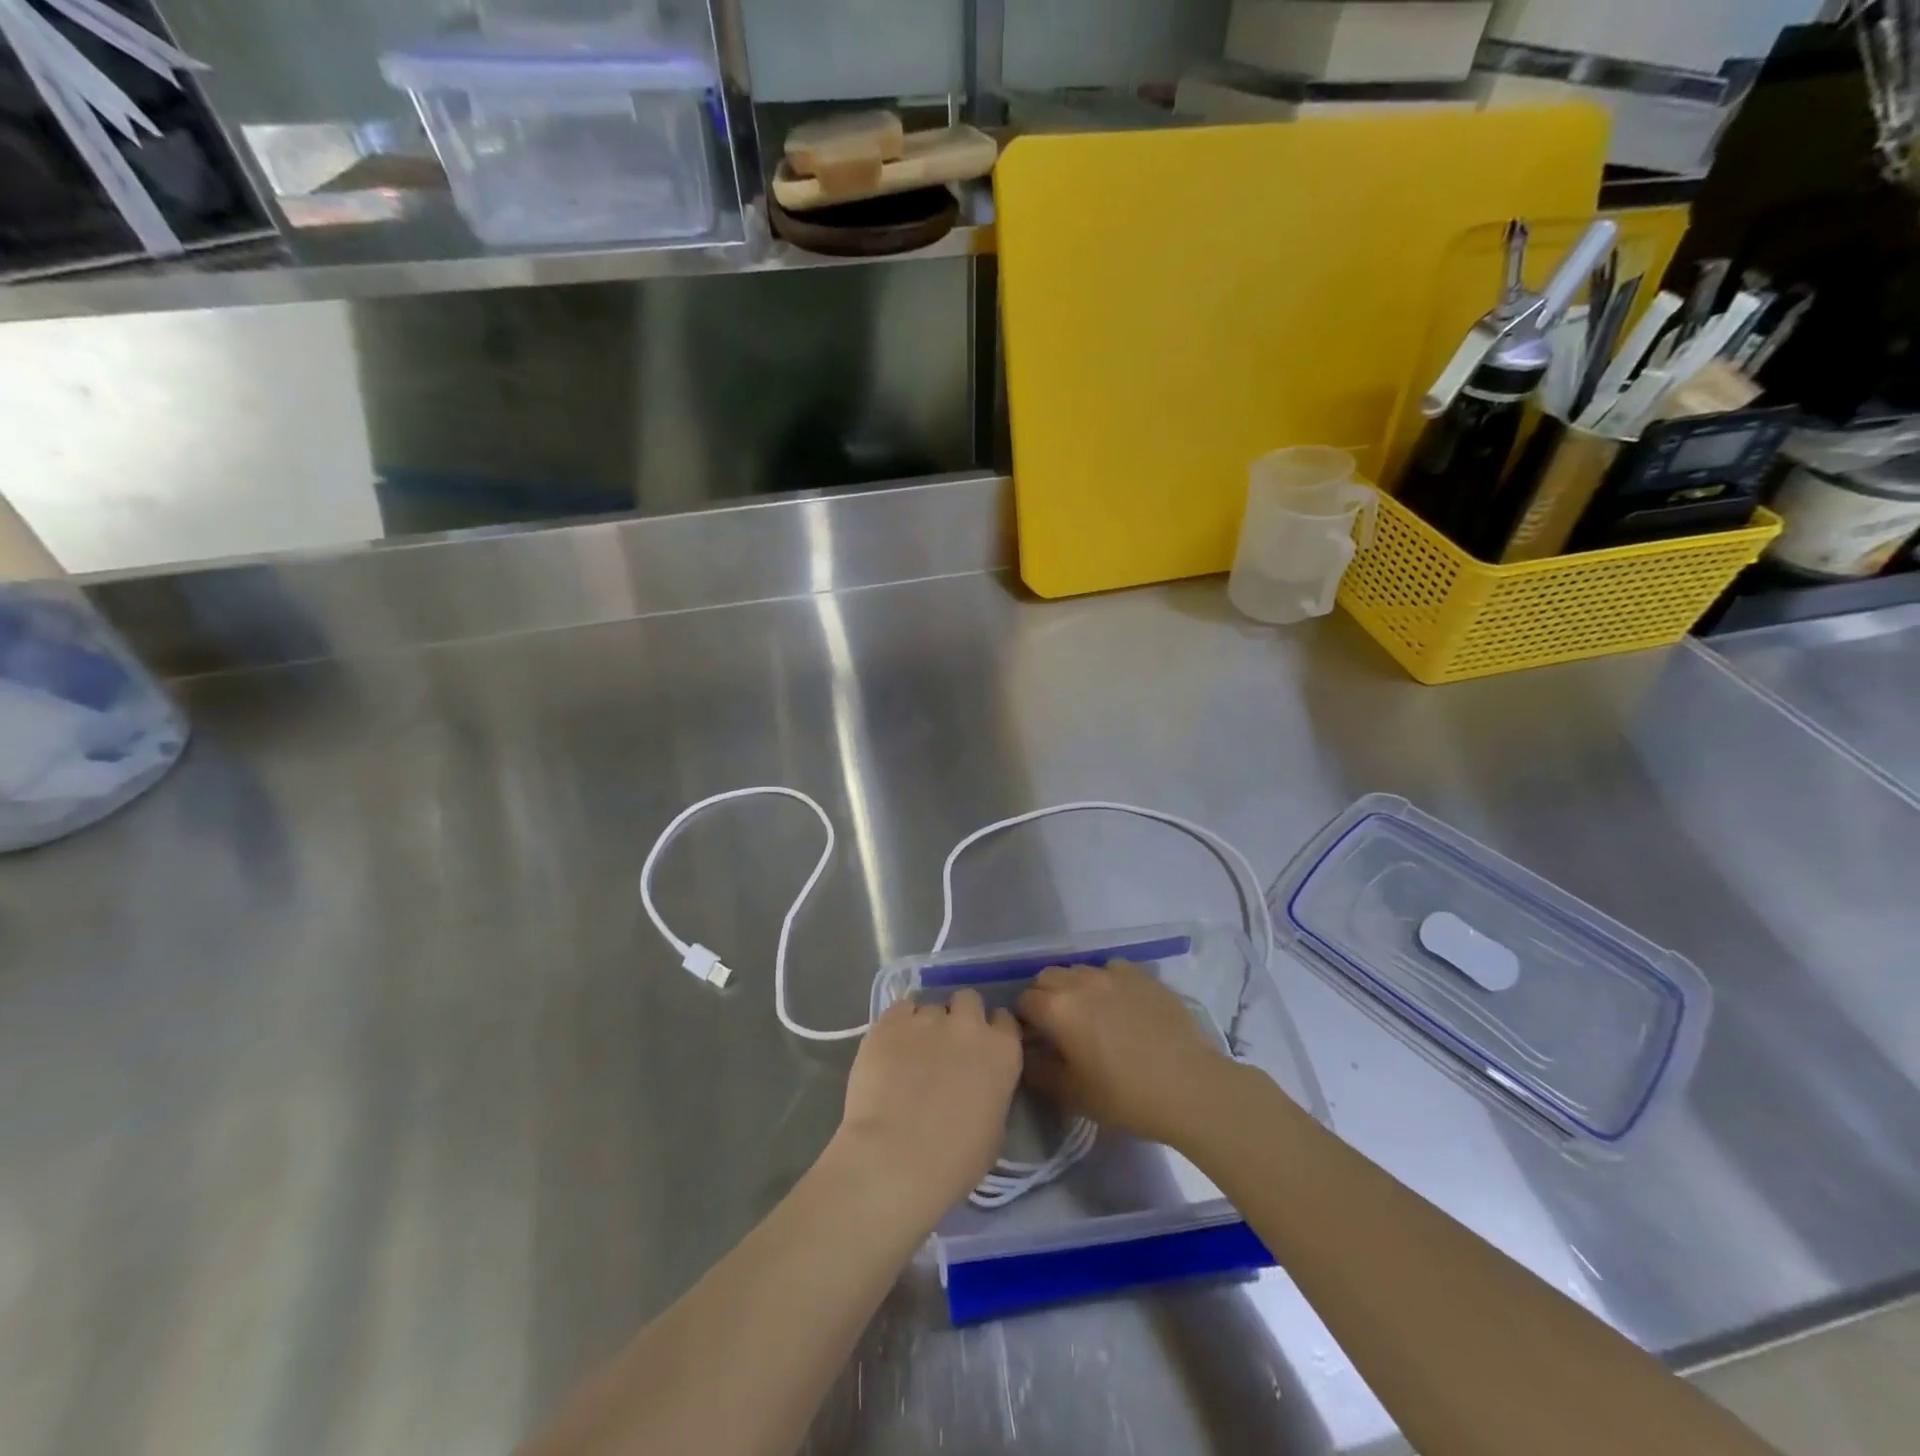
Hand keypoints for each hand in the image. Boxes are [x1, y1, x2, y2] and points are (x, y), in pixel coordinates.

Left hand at [831, 990, 1022, 1229]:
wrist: (895, 1158)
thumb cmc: (953, 1161)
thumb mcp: (994, 1132)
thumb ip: (991, 1094)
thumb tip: (978, 1087)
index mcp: (1002, 1052)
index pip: (1005, 1021)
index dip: (992, 1032)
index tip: (980, 1049)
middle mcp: (969, 1025)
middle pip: (969, 1000)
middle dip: (960, 1017)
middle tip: (946, 1046)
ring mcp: (928, 1018)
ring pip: (931, 1006)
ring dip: (926, 1024)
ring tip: (910, 1053)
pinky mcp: (891, 1021)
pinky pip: (900, 1008)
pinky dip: (898, 1023)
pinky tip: (890, 1047)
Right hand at [1017, 961, 1244, 1150]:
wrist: (1190, 1086)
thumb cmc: (1126, 1096)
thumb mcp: (1072, 1095)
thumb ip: (1039, 1072)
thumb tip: (1027, 1056)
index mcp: (1057, 1009)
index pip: (1024, 1001)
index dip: (1025, 1021)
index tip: (1036, 1041)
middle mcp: (1080, 981)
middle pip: (1047, 977)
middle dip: (1045, 997)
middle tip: (1059, 1027)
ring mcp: (1113, 974)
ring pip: (1079, 970)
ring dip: (1075, 988)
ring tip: (1091, 1015)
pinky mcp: (1142, 975)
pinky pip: (1112, 970)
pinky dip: (1106, 983)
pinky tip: (1121, 1006)